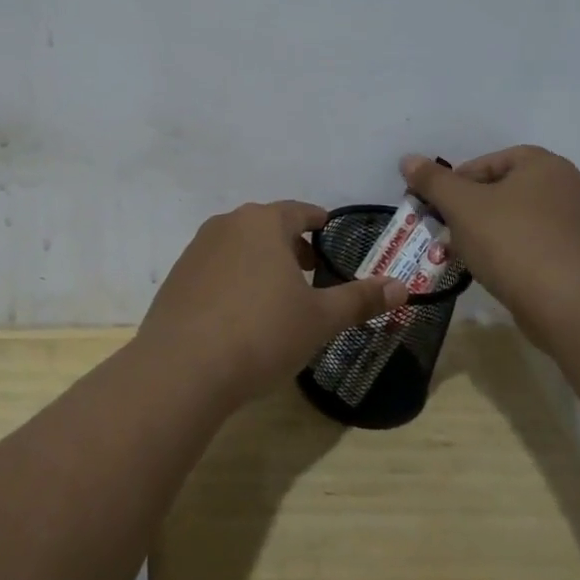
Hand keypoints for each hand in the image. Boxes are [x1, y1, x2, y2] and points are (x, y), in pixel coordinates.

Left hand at [138, 201, 408, 404]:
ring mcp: (196, 251)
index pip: (298, 211)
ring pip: (238, 246)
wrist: (183, 368)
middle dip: (290, 244)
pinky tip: (240, 313)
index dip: (316, 221)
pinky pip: (215, 269)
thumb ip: (360, 299)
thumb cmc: (262, 334)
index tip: (327, 230)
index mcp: (263, 223)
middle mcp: (226, 226)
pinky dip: (233, 280)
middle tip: (310, 268)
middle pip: (265, 226)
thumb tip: (402, 287)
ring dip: (260, 261)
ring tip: (277, 292)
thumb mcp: (320, 319)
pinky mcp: (176, 279)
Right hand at [400, 147, 579, 321]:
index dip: (456, 184)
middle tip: (449, 233)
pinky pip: (541, 246)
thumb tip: (408, 159)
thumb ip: (433, 181)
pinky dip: (518, 254)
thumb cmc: (511, 243)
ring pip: (522, 220)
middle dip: (473, 211)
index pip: (488, 162)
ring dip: (493, 233)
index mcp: (544, 164)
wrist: (570, 305)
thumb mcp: (461, 207)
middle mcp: (571, 185)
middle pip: (506, 191)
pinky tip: (501, 274)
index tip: (438, 209)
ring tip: (470, 257)